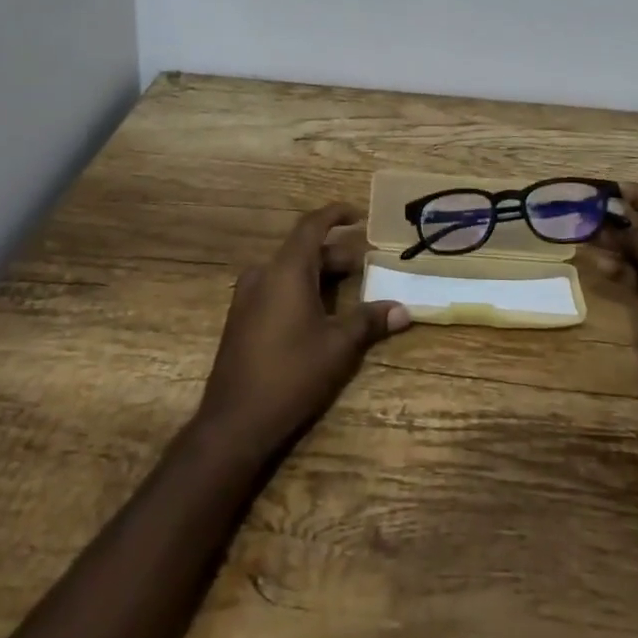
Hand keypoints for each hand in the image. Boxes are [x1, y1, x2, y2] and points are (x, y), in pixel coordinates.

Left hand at [196, 203, 411, 456]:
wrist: (233, 423)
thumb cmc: (291, 375)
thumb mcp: (339, 347)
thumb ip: (369, 321)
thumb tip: (404, 310)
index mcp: (286, 270)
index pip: (312, 225)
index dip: (336, 214)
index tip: (360, 214)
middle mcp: (263, 274)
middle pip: (303, 249)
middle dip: (335, 253)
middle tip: (365, 264)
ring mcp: (247, 297)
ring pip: (288, 270)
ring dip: (318, 272)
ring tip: (347, 288)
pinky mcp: (241, 319)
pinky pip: (275, 287)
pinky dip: (300, 288)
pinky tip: (318, 313)